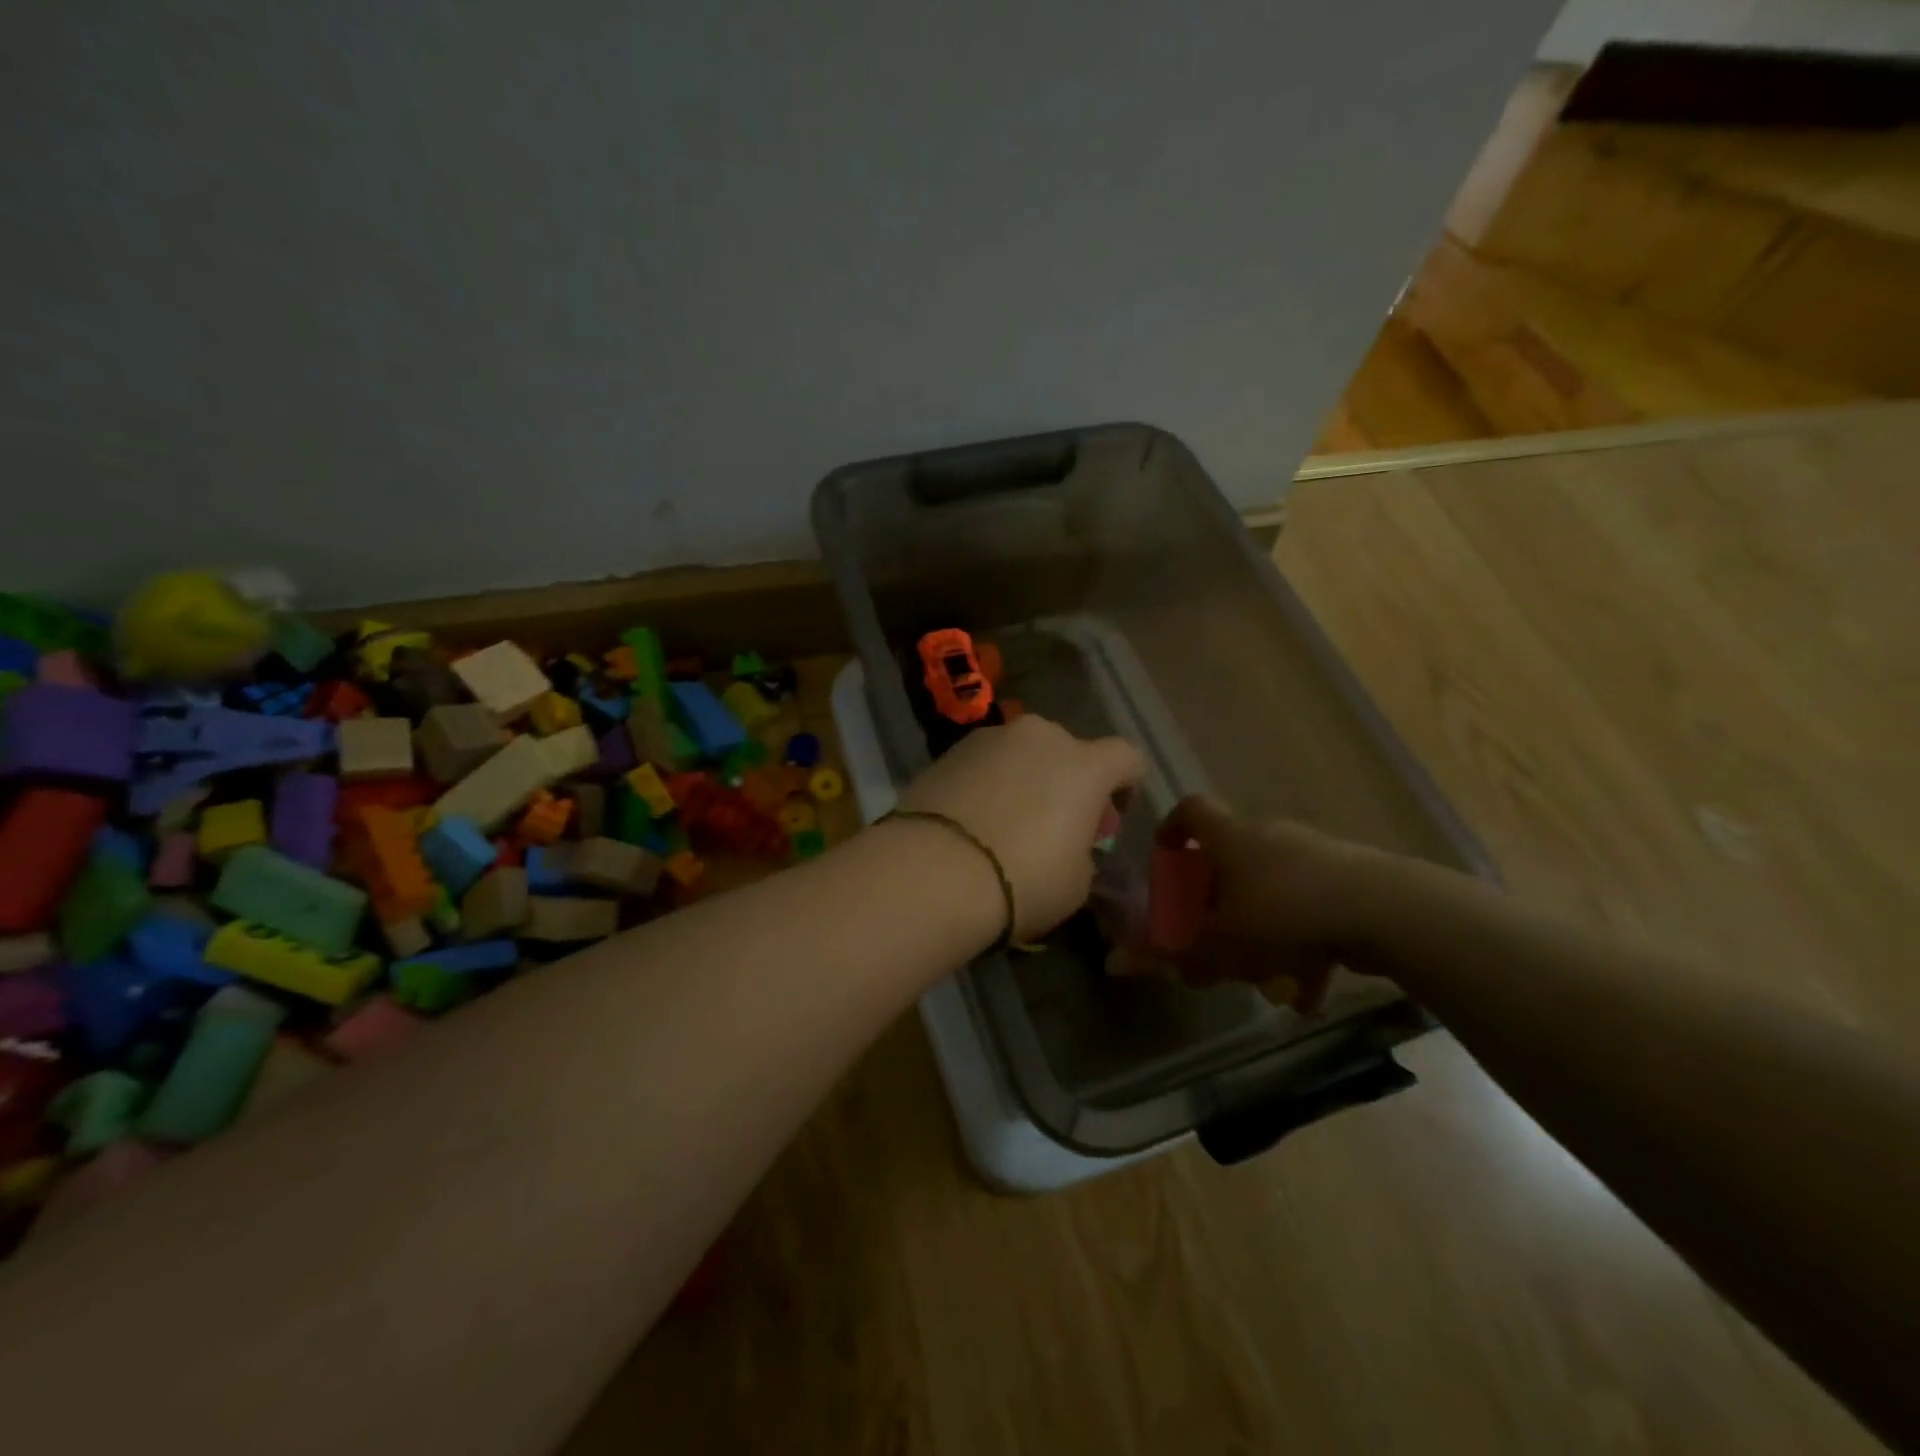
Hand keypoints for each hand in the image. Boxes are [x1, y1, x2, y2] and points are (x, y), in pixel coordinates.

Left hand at [896, 714, 1144, 939]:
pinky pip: (985, 763)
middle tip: (1056, 825)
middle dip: (1070, 782)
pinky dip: (988, 783)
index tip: (1110, 818)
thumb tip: (1070, 842)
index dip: (1127, 785)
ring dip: (1026, 778)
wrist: (934, 870)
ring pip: (1023, 753)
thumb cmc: (1023, 879)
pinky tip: (973, 820)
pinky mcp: (948, 750)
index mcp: (1086, 765)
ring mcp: (991, 738)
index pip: (1127, 757)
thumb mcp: (1077, 882)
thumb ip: (1083, 850)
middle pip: (1070, 751)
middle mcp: (1042, 737)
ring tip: (1007, 823)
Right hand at [1152, 796, 1382, 1009]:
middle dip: (1217, 905)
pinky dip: (1304, 948)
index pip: (1191, 810)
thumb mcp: (1222, 941)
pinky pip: (1311, 911)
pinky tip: (1307, 994)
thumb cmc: (1284, 913)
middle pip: (1230, 860)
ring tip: (1264, 982)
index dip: (1172, 828)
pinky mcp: (1348, 880)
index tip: (1165, 859)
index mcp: (1231, 837)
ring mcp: (1313, 855)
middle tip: (1212, 941)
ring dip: (1262, 935)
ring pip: (1272, 893)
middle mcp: (1268, 836)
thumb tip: (1117, 963)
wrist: (1385, 910)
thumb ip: (1173, 951)